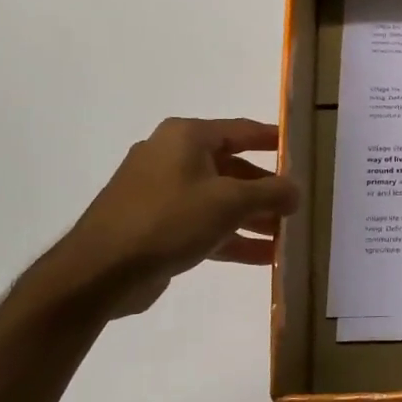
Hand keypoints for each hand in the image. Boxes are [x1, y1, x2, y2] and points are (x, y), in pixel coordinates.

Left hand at [42, 117, 299, 319]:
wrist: (100, 271)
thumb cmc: (169, 220)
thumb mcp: (229, 202)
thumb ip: (270, 193)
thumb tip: (296, 191)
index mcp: (186, 137)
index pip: (241, 130)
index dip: (273, 139)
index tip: (300, 150)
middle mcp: (172, 157)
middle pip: (232, 168)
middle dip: (265, 190)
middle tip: (297, 205)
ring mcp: (161, 192)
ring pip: (218, 200)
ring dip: (252, 218)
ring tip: (285, 237)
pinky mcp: (155, 225)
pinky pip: (202, 224)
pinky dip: (231, 237)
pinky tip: (263, 257)